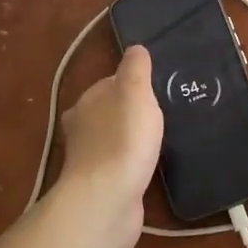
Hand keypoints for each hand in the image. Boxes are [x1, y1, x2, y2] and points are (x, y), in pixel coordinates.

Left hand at [52, 45, 163, 247]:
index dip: (134, 84)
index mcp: (88, 101)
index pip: (111, 83)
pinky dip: (132, 163)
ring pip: (115, 139)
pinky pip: (120, 165)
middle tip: (164, 113)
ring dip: (132, 139)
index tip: (158, 88)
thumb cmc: (123, 139)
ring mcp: (90, 158)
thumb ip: (136, 69)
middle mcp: (83, 127)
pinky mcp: (102, 184)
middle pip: (111, 111)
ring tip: (161, 139)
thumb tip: (135, 48)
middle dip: (131, 112)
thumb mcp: (135, 92)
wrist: (107, 199)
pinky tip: (149, 166)